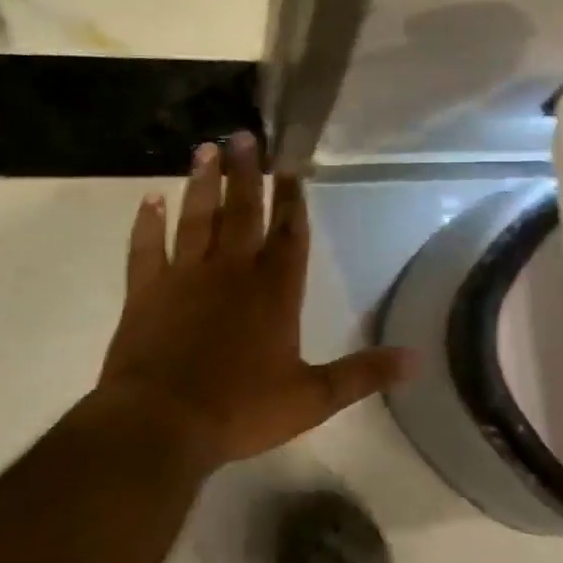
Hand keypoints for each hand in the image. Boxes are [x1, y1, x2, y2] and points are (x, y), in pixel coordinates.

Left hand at [96, 132, 414, 472]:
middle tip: (245, 136)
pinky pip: (146, 249)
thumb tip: (417, 359)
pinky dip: (147, 224)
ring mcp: (185, 279)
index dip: (292, 200)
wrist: (160, 426)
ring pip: (196, 219)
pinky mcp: (145, 293)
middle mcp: (232, 273)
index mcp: (274, 293)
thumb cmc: (239, 410)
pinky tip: (149, 200)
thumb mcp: (313, 399)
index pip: (289, 236)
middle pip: (242, 213)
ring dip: (202, 184)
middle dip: (247, 174)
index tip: (290, 165)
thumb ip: (363, 374)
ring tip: (207, 148)